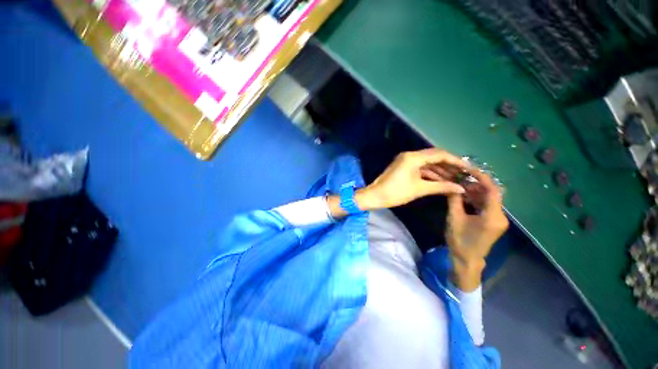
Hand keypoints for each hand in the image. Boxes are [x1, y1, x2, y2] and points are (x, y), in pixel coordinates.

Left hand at [360, 149, 468, 209]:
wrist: (375, 196)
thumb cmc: (396, 192)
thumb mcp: (420, 189)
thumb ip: (441, 187)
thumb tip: (461, 189)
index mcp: (413, 157)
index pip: (440, 154)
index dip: (456, 161)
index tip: (469, 168)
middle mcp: (410, 155)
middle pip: (434, 157)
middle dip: (449, 165)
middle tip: (463, 173)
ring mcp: (406, 161)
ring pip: (428, 163)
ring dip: (440, 170)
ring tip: (455, 178)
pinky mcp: (404, 167)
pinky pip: (421, 168)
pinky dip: (431, 173)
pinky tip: (441, 180)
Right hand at [445, 169, 508, 290]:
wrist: (467, 260)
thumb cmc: (460, 241)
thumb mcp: (454, 218)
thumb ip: (454, 200)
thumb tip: (452, 185)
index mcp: (493, 216)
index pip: (493, 191)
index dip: (482, 177)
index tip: (469, 169)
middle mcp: (500, 216)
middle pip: (492, 193)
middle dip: (476, 184)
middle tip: (460, 178)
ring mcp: (498, 219)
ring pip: (489, 199)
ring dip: (475, 191)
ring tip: (459, 185)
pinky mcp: (493, 222)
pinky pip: (486, 205)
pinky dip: (476, 199)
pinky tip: (464, 196)